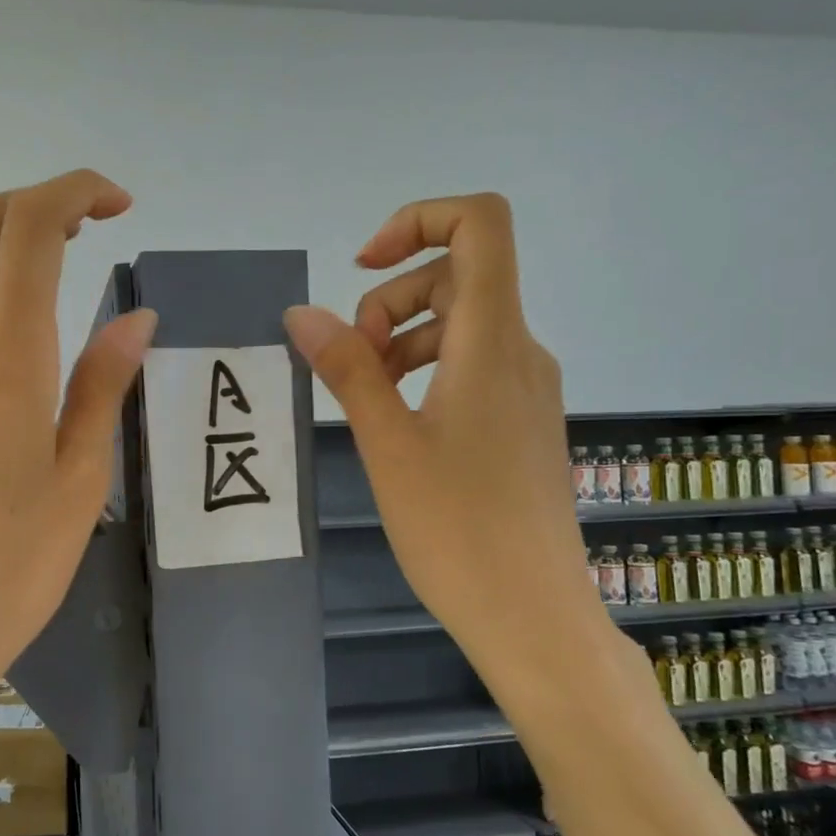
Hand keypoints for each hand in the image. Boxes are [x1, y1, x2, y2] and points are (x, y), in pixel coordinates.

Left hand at [0, 170, 156, 712]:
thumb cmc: (18, 564)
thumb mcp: (82, 478)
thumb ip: (102, 385)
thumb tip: (133, 316)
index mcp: (8, 365)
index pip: (30, 234)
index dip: (72, 192)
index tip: (114, 204)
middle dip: (24, 202)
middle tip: (74, 229)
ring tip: (16, 267)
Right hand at [283, 194, 606, 690]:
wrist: (532, 615)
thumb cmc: (457, 529)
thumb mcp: (388, 443)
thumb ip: (347, 369)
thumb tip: (303, 313)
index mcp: (493, 341)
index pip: (480, 225)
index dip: (418, 220)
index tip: (362, 267)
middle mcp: (520, 350)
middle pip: (457, 276)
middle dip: (390, 300)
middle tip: (353, 362)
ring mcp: (526, 388)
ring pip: (460, 325)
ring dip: (402, 339)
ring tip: (366, 397)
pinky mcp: (521, 422)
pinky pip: (471, 366)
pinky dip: (425, 372)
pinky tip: (397, 423)